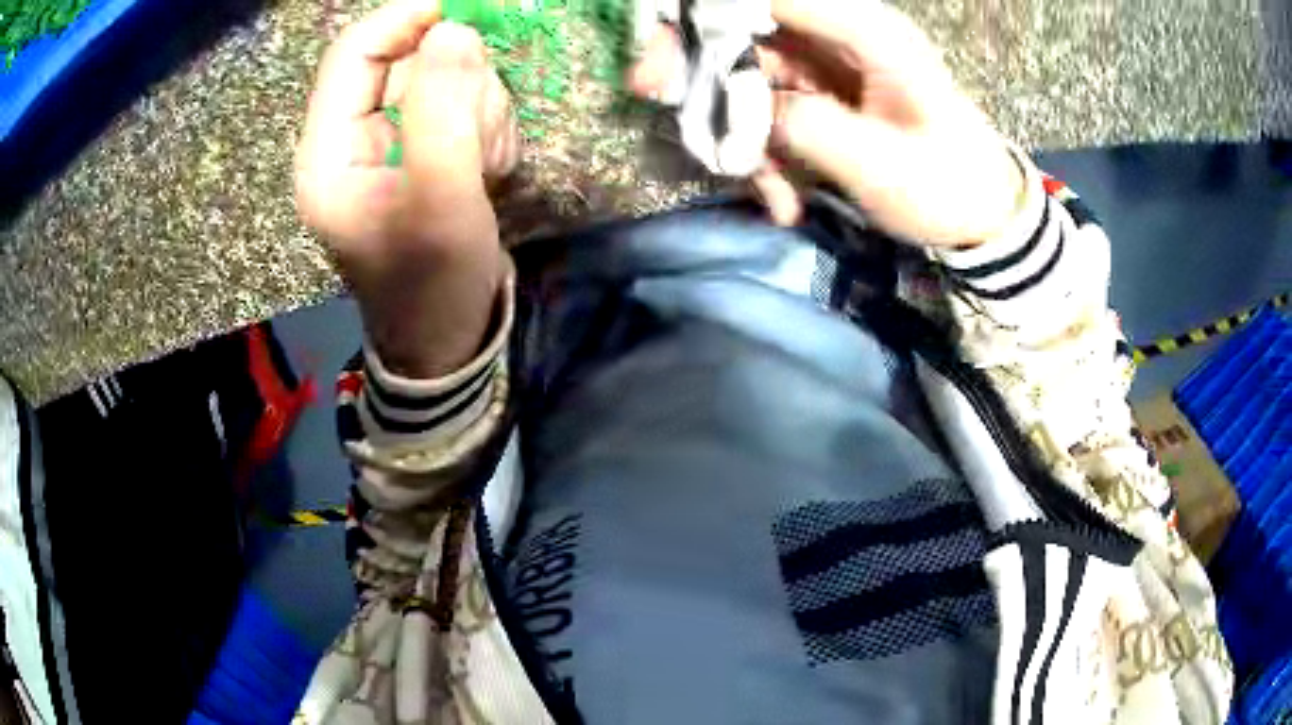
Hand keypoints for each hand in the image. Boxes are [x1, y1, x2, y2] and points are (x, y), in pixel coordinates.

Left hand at [296, 0, 518, 376]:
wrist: (449, 337)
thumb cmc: (434, 282)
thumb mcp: (440, 198)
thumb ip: (442, 108)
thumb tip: (453, 30)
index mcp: (327, 153)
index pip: (354, 54)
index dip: (406, 20)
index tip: (466, 11)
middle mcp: (347, 140)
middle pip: (404, 62)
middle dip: (457, 83)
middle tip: (481, 134)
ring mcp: (384, 145)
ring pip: (440, 81)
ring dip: (477, 109)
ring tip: (485, 166)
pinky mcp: (416, 152)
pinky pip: (458, 106)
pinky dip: (483, 127)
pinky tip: (486, 170)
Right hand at [630, 0, 1025, 246]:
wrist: (981, 215)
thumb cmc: (947, 186)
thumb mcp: (880, 163)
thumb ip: (804, 126)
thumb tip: (738, 111)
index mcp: (867, 32)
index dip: (707, 11)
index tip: (659, 46)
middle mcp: (838, 36)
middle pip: (742, 27)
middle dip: (698, 65)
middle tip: (650, 94)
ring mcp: (825, 67)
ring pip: (745, 75)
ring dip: (740, 133)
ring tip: (772, 195)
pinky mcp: (818, 97)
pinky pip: (765, 111)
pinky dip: (764, 155)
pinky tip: (785, 200)